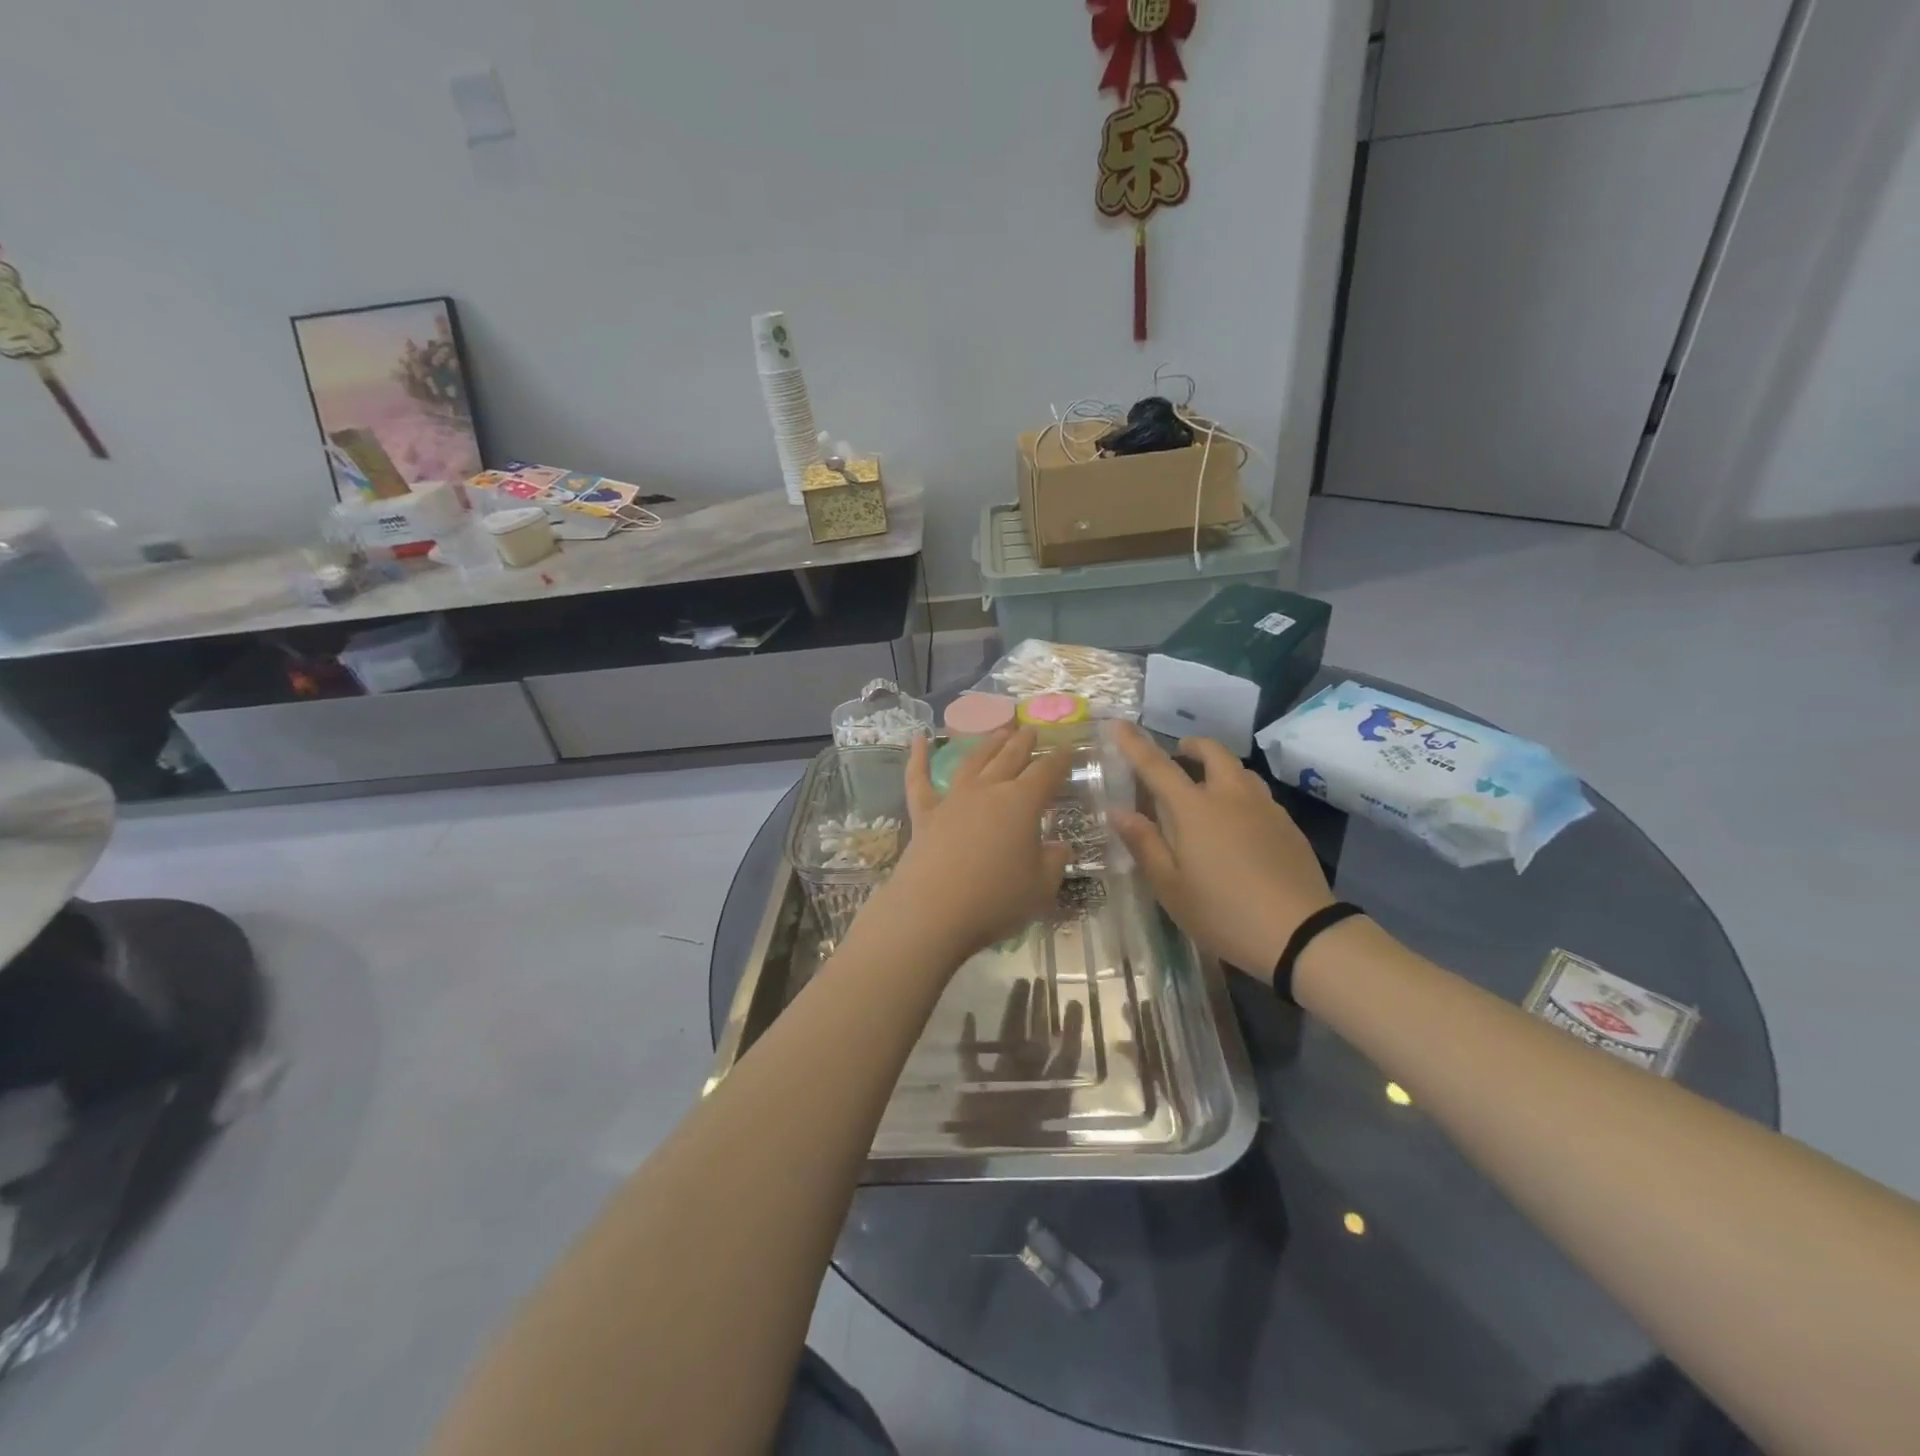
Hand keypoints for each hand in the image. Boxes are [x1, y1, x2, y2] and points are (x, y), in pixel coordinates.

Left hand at [858, 728, 1072, 964]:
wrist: (933, 911)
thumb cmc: (996, 900)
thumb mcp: (1040, 887)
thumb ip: (1053, 863)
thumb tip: (1059, 847)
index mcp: (1021, 803)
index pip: (1046, 773)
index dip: (1059, 759)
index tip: (1067, 747)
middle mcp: (988, 791)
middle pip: (1009, 758)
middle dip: (1023, 743)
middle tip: (1031, 729)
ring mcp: (953, 799)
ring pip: (973, 762)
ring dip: (987, 744)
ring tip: (999, 730)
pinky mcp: (924, 814)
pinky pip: (919, 779)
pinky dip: (917, 756)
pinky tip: (917, 737)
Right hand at [1111, 724, 1332, 982]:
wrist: (1301, 934)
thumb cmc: (1223, 912)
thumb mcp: (1170, 887)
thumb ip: (1144, 844)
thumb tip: (1118, 811)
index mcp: (1194, 809)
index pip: (1157, 766)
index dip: (1134, 743)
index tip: (1118, 724)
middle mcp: (1230, 796)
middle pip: (1212, 753)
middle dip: (1191, 746)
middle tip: (1177, 755)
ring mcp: (1265, 808)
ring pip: (1239, 771)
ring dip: (1218, 768)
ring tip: (1207, 789)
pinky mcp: (1288, 825)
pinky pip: (1258, 794)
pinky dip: (1240, 793)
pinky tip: (1238, 823)